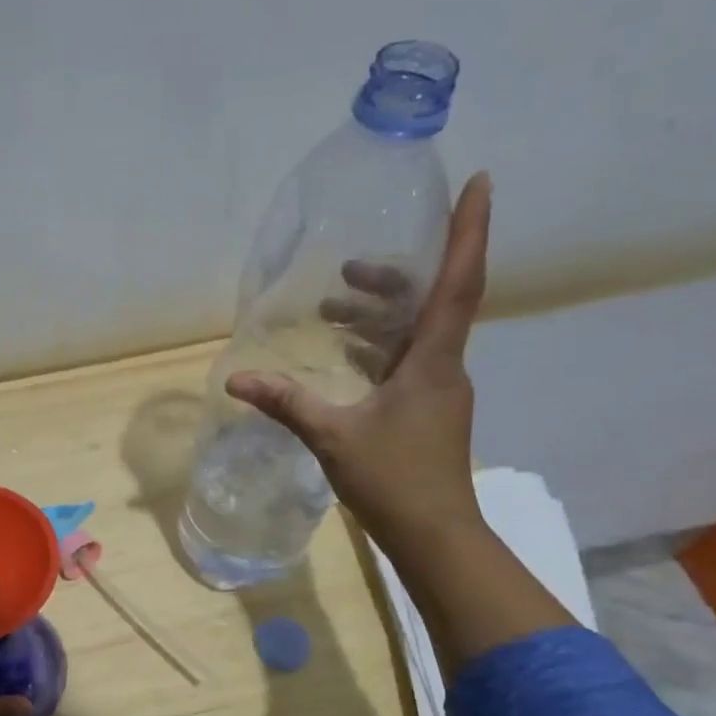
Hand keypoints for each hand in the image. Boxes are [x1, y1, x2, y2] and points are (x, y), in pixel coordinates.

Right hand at [226, 171, 492, 560]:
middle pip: (430, 302)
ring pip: (416, 334)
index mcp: (434, 361)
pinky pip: (406, 361)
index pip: (459, 281)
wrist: (434, 534)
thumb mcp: (332, 436)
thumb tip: (235, 381)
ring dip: (379, 316)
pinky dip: (377, 348)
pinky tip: (344, 356)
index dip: (469, 230)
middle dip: (392, 278)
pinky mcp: (427, 411)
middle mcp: (444, 366)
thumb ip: (287, 402)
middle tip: (348, 266)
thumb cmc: (393, 479)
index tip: (480, 181)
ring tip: (333, 307)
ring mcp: (439, 390)